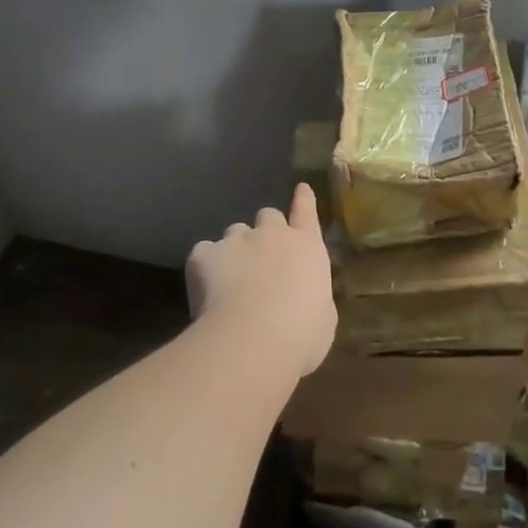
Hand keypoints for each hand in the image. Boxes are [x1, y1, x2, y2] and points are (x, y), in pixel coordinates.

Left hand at [186, 183, 335, 378]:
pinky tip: (206, 290)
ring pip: (234, 232)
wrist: (253, 339)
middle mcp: (273, 235)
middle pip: (268, 216)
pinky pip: (204, 252)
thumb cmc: (301, 333)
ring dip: (235, 248)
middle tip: (261, 258)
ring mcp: (236, 240)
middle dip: (265, 231)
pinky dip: (206, 266)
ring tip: (231, 278)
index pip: (307, 212)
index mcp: (307, 247)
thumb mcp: (323, 318)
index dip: (303, 199)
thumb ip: (314, 298)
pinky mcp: (205, 254)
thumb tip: (306, 299)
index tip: (301, 188)